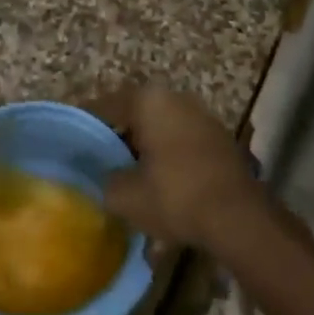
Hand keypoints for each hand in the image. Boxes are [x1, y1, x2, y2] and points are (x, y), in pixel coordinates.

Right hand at [95, 85, 264, 251]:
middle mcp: (175, 97)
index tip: (75, 141)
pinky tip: (162, 179)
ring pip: (161, 125)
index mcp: (148, 100)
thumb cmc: (175, 196)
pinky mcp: (219, 137)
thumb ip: (106, 181)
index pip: (106, 106)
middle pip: (135, 112)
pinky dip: (168, 153)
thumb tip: (105, 178)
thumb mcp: (126, 196)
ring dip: (146, 144)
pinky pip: (182, 139)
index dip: (88, 124)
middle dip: (119, 134)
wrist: (238, 217)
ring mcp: (201, 114)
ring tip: (131, 172)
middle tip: (101, 158)